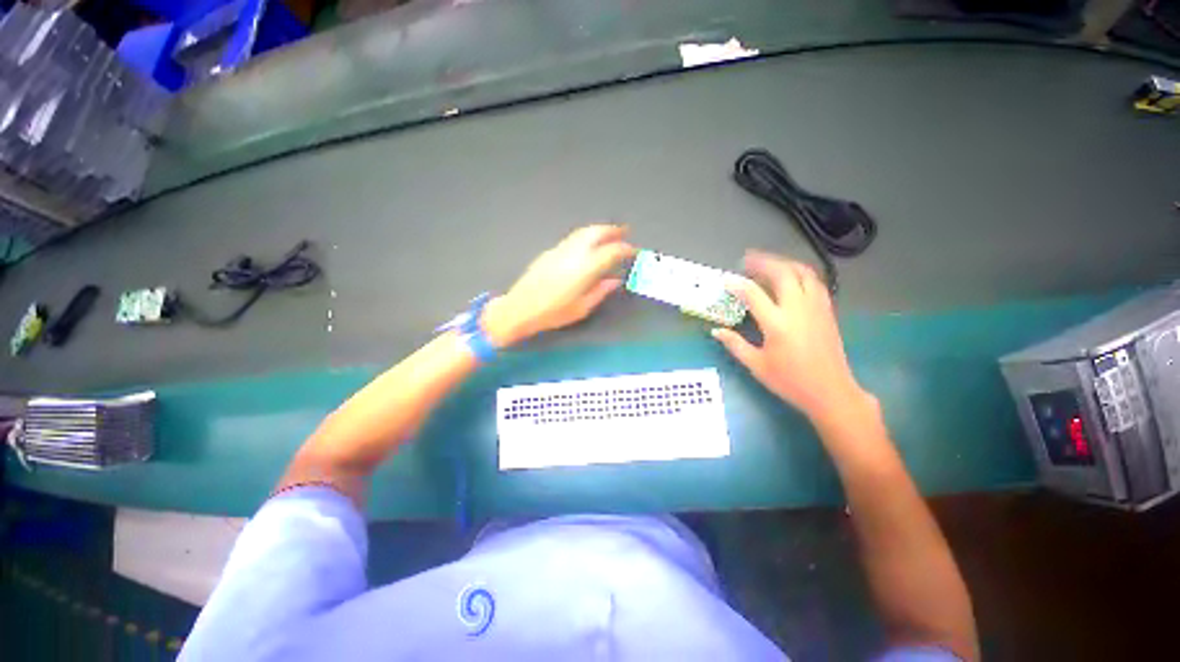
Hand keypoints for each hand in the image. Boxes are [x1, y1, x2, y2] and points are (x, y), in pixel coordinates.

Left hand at [483, 225, 634, 346]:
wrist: (520, 308)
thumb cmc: (553, 313)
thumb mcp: (582, 307)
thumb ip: (601, 291)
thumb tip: (615, 281)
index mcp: (585, 268)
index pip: (611, 251)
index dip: (625, 249)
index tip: (633, 251)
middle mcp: (574, 253)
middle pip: (596, 232)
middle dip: (613, 230)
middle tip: (624, 232)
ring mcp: (560, 249)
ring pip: (583, 232)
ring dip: (599, 230)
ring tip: (609, 233)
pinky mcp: (550, 252)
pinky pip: (573, 238)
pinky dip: (586, 236)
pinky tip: (588, 244)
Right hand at [712, 251, 872, 425]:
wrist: (831, 392)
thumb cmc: (790, 381)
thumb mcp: (757, 365)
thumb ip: (735, 345)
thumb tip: (716, 331)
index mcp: (777, 324)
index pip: (753, 294)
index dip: (737, 284)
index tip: (726, 280)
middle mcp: (798, 309)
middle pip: (782, 273)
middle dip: (763, 262)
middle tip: (747, 260)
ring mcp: (816, 307)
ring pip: (802, 273)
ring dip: (784, 263)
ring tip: (768, 263)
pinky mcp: (827, 310)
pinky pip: (815, 282)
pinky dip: (800, 272)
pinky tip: (791, 276)